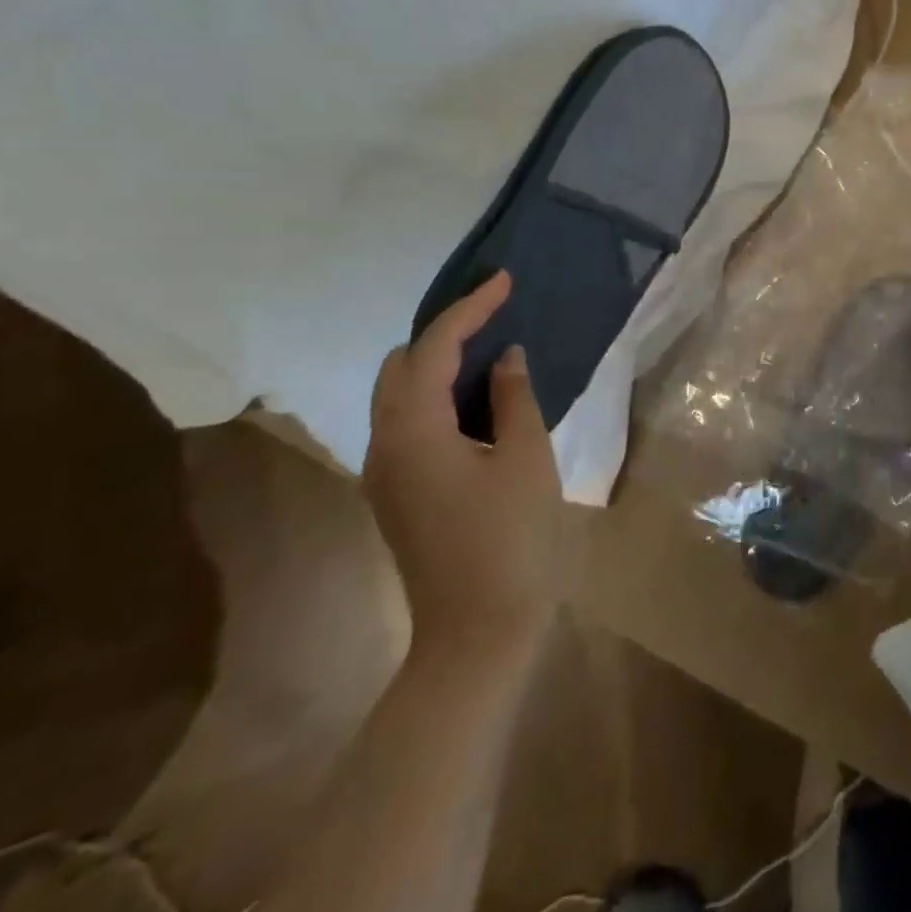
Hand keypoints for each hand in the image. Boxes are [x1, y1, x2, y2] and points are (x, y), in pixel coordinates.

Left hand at [366, 271, 562, 662]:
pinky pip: (408, 422)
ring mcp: (385, 472)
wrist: (478, 630)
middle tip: (495, 314)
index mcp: (413, 432)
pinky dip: (436, 395)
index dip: (469, 309)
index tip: (503, 280)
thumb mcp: (526, 459)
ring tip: (490, 347)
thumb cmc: (512, 539)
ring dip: (438, 363)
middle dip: (443, 331)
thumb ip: (514, 398)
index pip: (433, 349)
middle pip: (400, 366)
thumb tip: (506, 357)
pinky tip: (477, 397)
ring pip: (398, 394)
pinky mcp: (397, 492)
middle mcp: (384, 445)